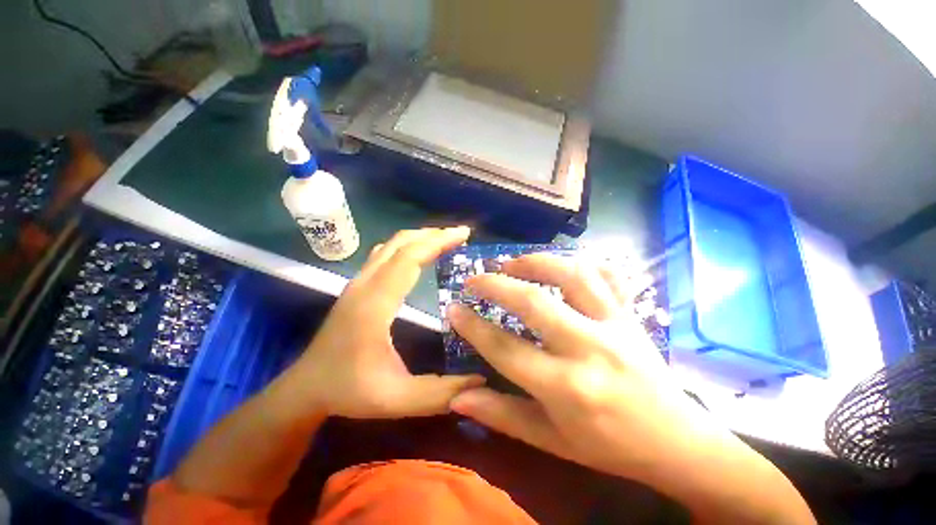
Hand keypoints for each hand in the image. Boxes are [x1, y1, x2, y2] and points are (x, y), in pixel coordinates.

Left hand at [282, 227, 483, 418]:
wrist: (305, 388)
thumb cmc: (348, 391)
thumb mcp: (396, 399)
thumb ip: (440, 393)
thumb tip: (480, 380)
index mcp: (375, 304)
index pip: (409, 258)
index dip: (437, 242)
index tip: (463, 234)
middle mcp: (365, 285)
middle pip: (401, 244)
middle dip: (433, 234)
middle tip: (460, 234)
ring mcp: (358, 283)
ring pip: (391, 245)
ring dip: (420, 237)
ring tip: (445, 239)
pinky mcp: (357, 286)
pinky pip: (384, 254)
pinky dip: (407, 246)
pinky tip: (419, 253)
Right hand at [446, 253, 728, 480]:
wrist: (677, 442)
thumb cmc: (610, 447)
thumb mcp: (552, 440)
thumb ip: (503, 415)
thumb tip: (458, 399)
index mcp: (567, 388)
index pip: (505, 349)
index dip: (473, 326)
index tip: (453, 308)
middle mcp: (590, 349)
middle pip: (533, 302)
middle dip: (496, 285)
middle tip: (475, 278)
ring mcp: (616, 325)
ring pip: (572, 275)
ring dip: (536, 262)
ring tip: (512, 263)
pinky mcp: (632, 314)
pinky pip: (609, 274)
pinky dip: (583, 261)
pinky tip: (561, 264)